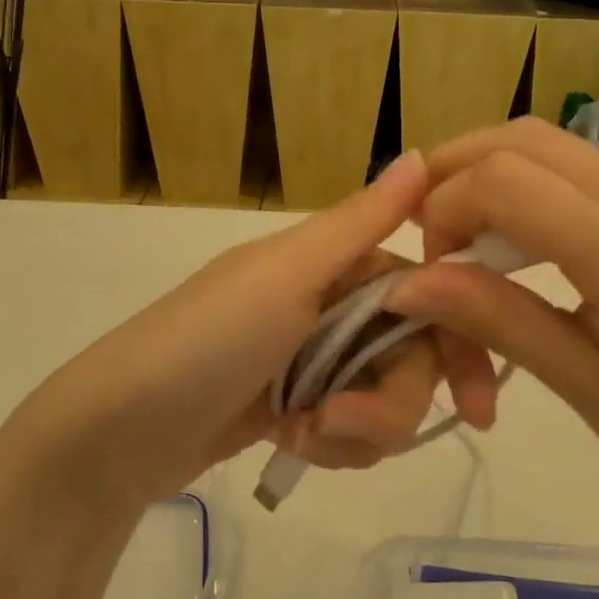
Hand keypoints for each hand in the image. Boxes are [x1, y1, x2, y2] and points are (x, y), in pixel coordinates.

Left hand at [5, 152, 497, 506]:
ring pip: (383, 398)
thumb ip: (359, 222)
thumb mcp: (286, 277)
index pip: (424, 293)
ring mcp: (310, 359)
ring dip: (358, 429)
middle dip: (389, 402)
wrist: (118, 432)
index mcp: (330, 264)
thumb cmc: (206, 342)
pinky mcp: (295, 408)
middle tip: (343, 425)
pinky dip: (334, 444)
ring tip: (306, 436)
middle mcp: (326, 304)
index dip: (458, 343)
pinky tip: (294, 446)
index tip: (480, 406)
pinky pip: (349, 428)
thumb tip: (422, 153)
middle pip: (408, 355)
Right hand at [387, 119, 598, 543]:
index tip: (427, 268)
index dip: (444, 209)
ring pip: (549, 144)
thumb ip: (496, 321)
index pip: (507, 182)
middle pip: (524, 139)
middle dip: (454, 173)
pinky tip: (511, 246)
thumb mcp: (585, 392)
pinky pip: (576, 172)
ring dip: (486, 176)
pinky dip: (523, 190)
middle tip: (426, 236)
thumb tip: (407, 282)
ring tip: (457, 240)